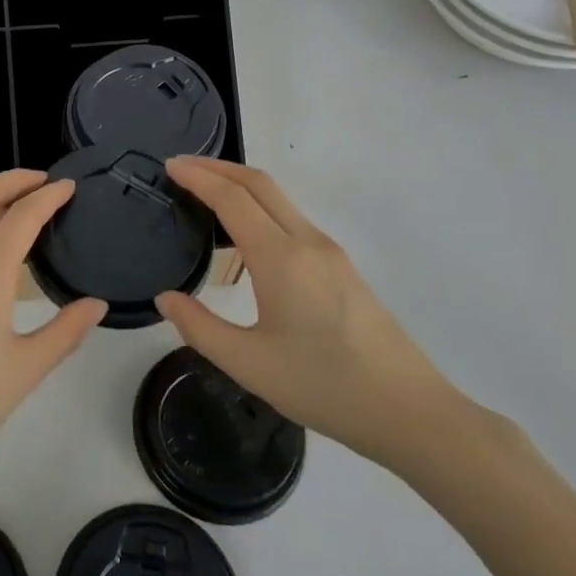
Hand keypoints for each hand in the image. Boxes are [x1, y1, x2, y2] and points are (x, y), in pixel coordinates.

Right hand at [154, 157, 465, 473]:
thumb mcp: (249, 364)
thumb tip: (166, 298)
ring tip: (206, 194)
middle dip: (218, 167)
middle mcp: (307, 242)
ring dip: (240, 185)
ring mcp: (330, 252)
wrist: (408, 410)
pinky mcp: (342, 267)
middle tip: (181, 167)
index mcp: (281, 258)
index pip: (232, 198)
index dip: (198, 176)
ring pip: (279, 199)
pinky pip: (292, 219)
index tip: (169, 165)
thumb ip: (199, 327)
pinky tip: (246, 233)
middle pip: (260, 183)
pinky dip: (260, 207)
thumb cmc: (324, 386)